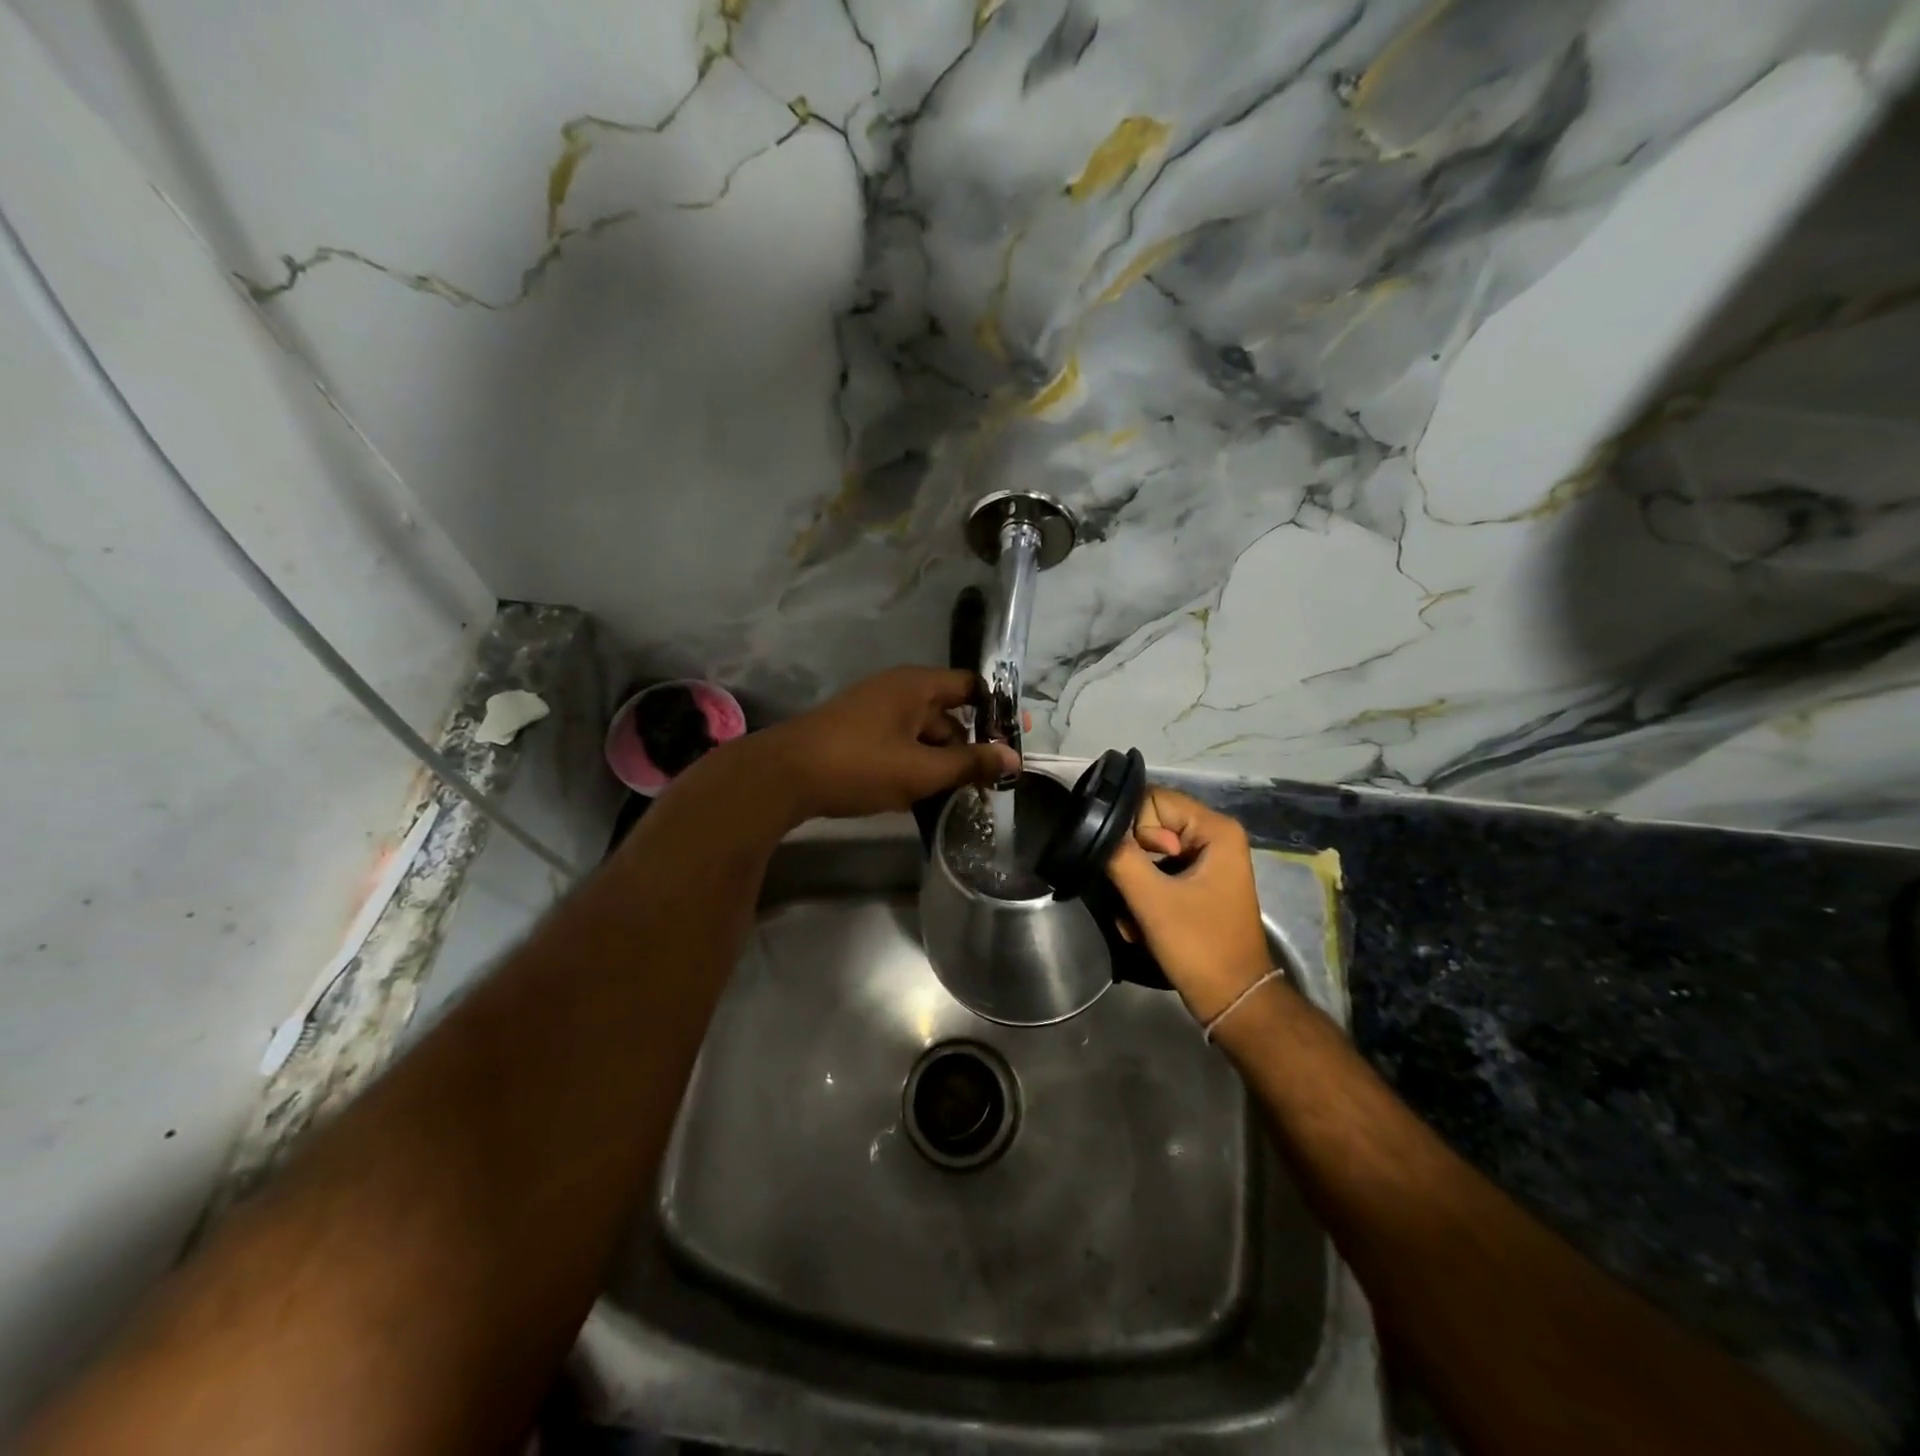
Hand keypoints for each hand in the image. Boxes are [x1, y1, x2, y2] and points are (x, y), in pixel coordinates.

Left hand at [755, 667, 1018, 821]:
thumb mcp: (921, 770)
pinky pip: (899, 745)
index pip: (970, 686)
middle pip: (947, 714)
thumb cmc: (858, 765)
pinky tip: (920, 797)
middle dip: (968, 747)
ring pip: (922, 734)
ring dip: (940, 762)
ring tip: (957, 798)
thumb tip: (1014, 758)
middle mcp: (896, 690)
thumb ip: (969, 763)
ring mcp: (873, 712)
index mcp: (916, 686)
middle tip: (989, 784)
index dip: (997, 711)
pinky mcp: (856, 734)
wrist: (782, 777)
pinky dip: (914, 766)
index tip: (1016, 739)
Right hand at [1107, 787, 1271, 1023]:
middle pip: (1150, 825)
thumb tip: (1096, 830)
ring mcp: (1207, 860)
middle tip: (1133, 897)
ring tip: (1136, 917)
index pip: (1154, 800)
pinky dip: (1145, 895)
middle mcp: (1214, 836)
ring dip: (1134, 884)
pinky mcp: (1198, 882)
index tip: (1138, 867)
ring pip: (1149, 852)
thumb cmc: (1198, 945)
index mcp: (1215, 829)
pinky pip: (1159, 872)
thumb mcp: (1152, 900)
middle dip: (1132, 861)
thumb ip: (1121, 857)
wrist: (1232, 1000)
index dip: (1134, 829)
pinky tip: (1141, 924)